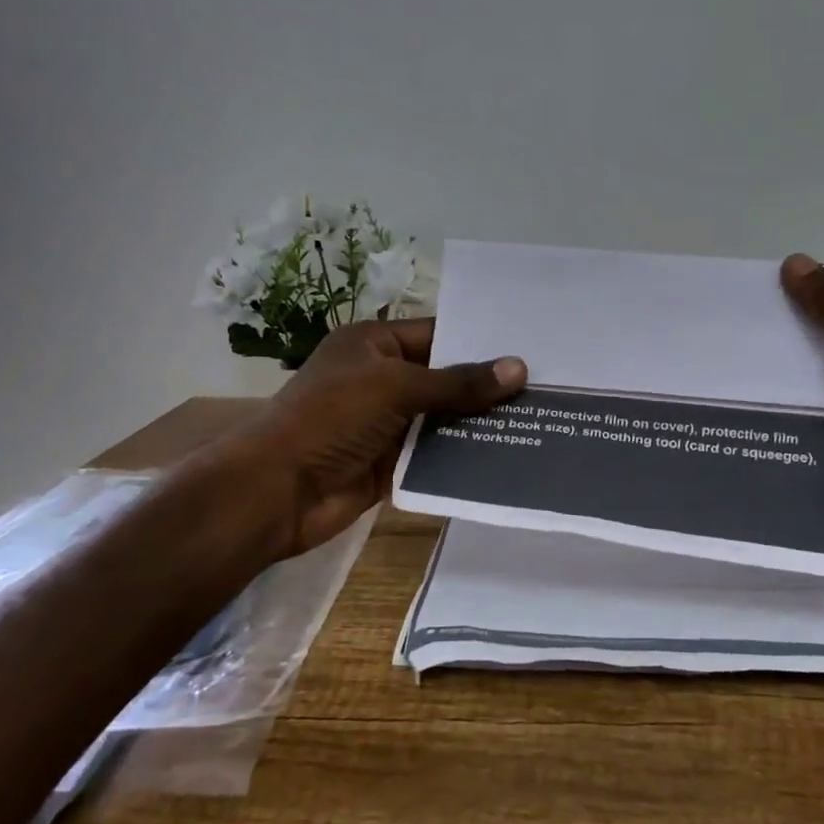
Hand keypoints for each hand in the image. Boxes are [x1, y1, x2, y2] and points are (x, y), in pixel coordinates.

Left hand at [253, 319, 526, 556]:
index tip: (529, 348)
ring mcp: (386, 422)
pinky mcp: (390, 462)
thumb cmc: (332, 418)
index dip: (480, 342)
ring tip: (537, 420)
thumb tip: (519, 369)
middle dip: (487, 386)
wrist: (278, 490)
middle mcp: (381, 378)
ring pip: (443, 418)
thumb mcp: (396, 387)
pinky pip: (434, 454)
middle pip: (444, 378)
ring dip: (479, 423)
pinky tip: (506, 455)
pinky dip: (462, 456)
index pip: (437, 334)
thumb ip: (458, 382)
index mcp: (373, 344)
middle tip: (545, 387)